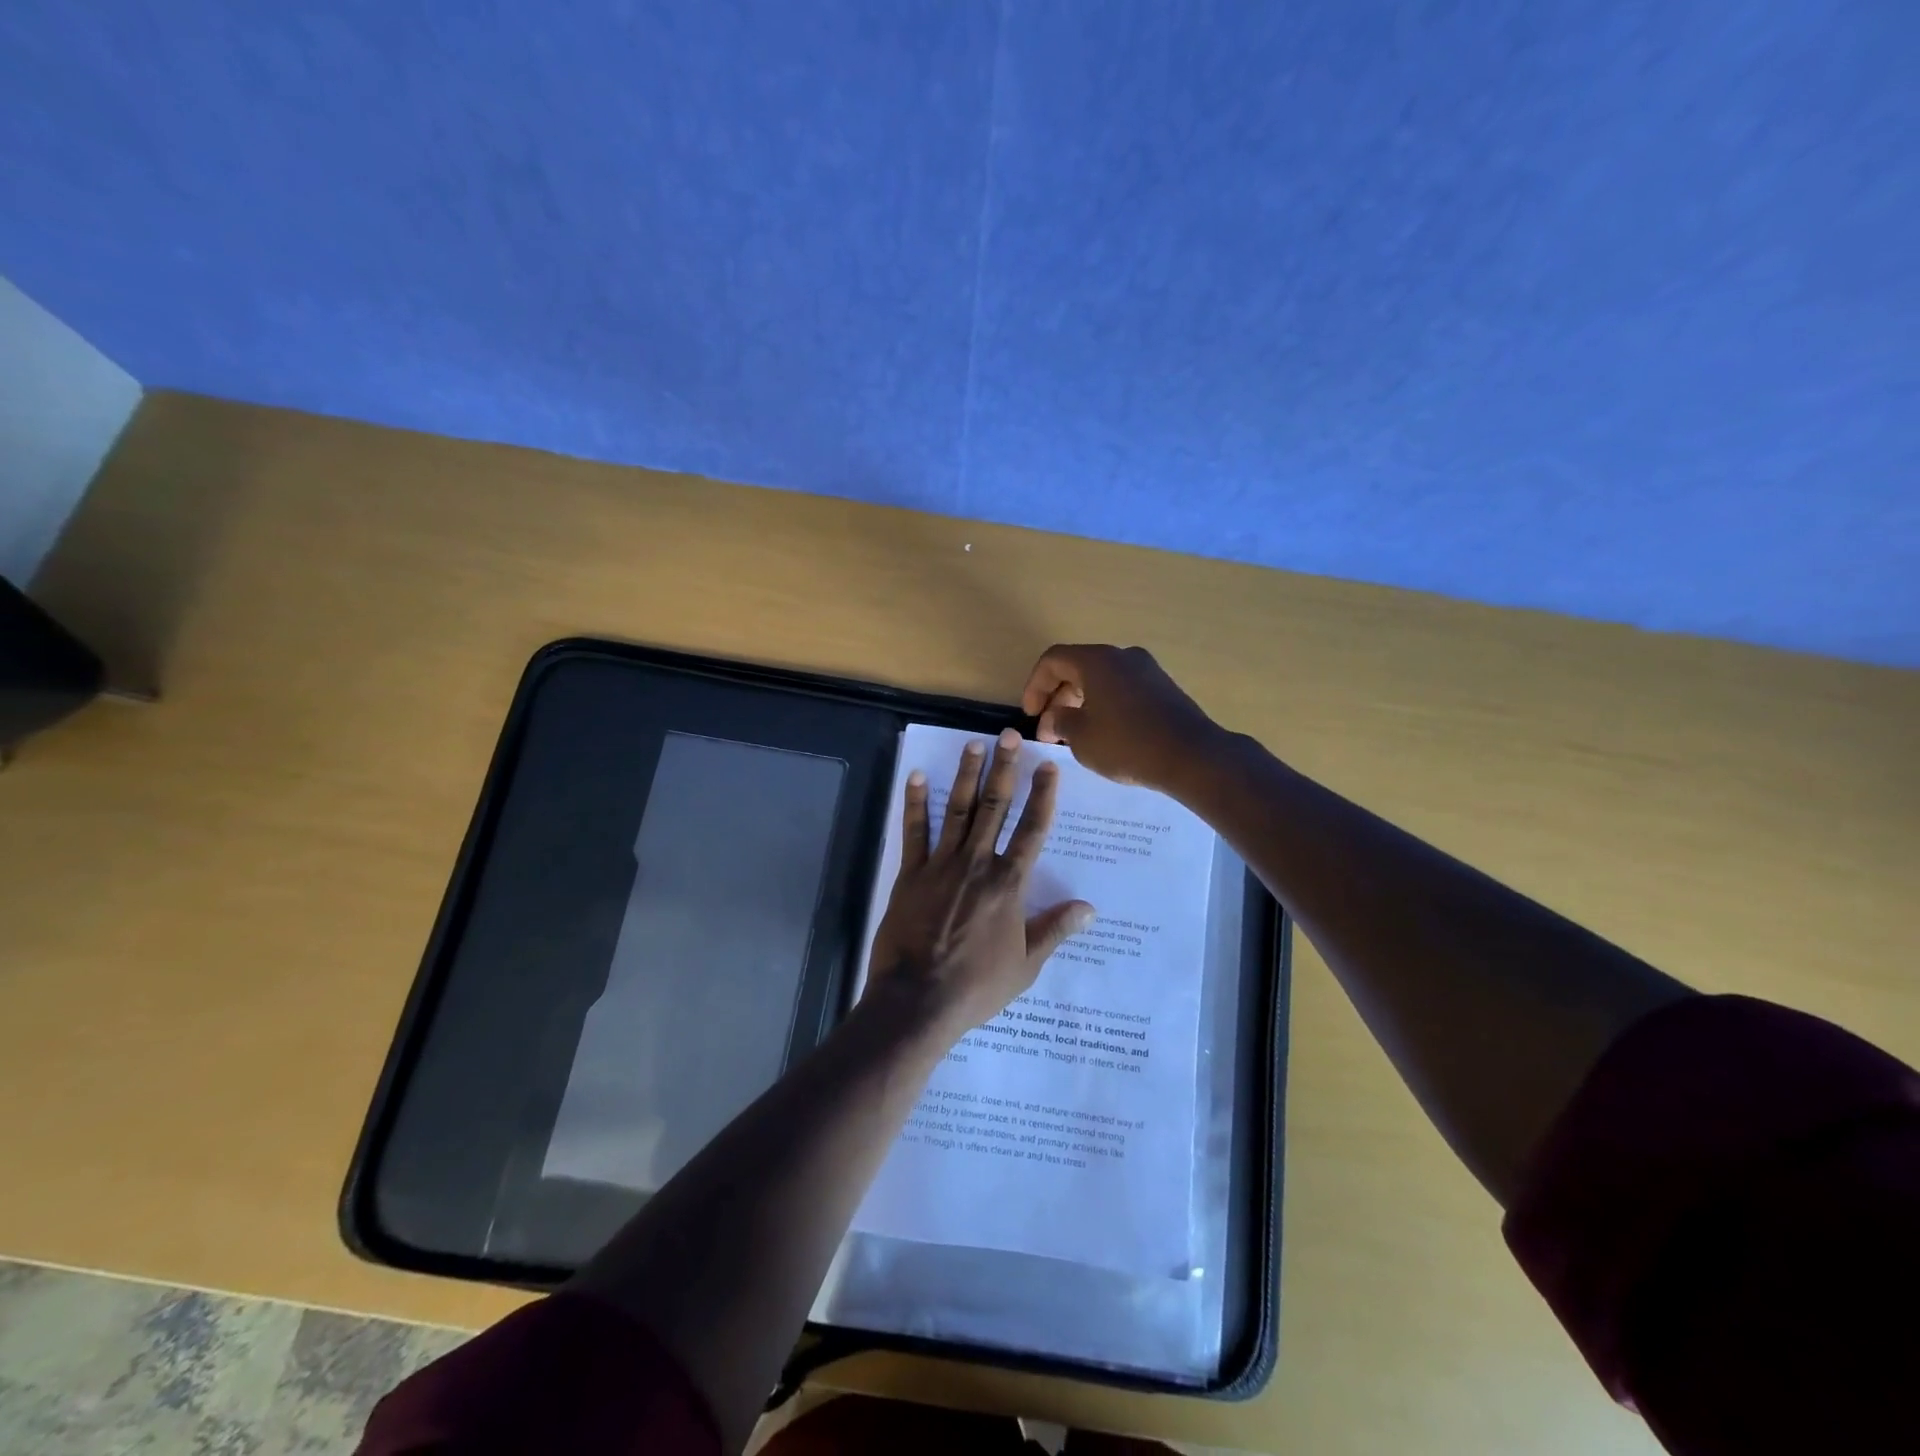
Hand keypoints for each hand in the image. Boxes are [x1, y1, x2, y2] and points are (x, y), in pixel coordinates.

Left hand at [868, 728, 1094, 1035]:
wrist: (918, 999)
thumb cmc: (977, 985)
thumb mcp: (1026, 964)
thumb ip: (1055, 930)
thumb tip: (1089, 908)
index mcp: (1009, 884)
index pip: (1032, 830)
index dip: (1042, 795)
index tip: (1048, 766)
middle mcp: (978, 864)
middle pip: (994, 808)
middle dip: (1004, 769)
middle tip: (1008, 735)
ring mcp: (941, 865)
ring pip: (957, 810)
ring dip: (965, 775)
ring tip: (973, 744)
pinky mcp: (910, 874)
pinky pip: (914, 831)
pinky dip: (915, 803)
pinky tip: (915, 776)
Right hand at [1020, 644, 1220, 792]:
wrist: (1192, 757)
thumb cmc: (1128, 744)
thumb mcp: (1082, 738)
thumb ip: (1060, 722)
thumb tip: (1056, 716)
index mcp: (1097, 661)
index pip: (1053, 660)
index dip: (1034, 685)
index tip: (1030, 714)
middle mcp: (1122, 657)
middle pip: (1078, 668)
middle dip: (1057, 698)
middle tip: (1049, 731)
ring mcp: (1147, 671)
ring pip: (1101, 680)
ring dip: (1080, 703)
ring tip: (1073, 736)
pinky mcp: (1163, 689)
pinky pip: (1122, 690)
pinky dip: (1104, 706)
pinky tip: (1104, 734)